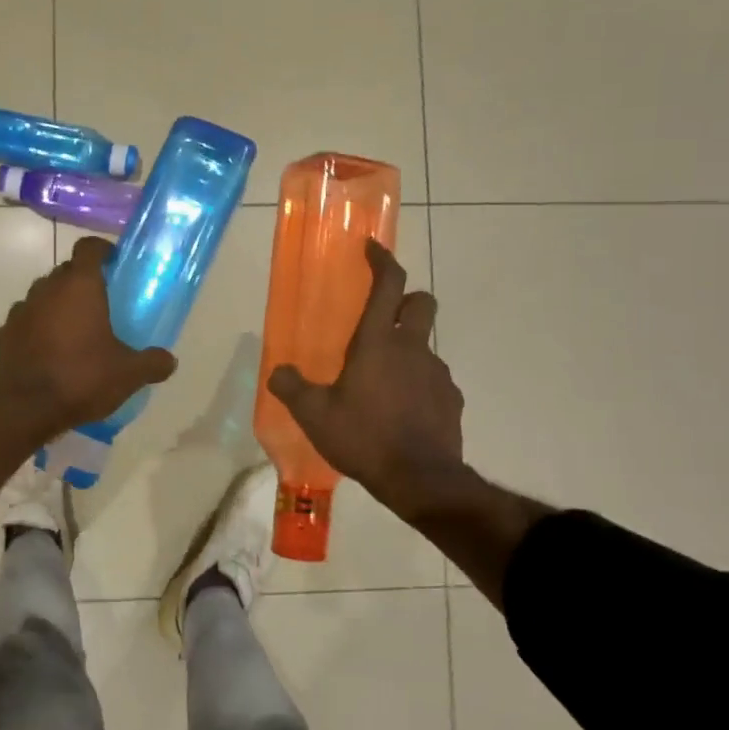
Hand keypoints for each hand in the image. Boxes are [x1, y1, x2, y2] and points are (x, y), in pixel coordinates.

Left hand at [0, 236, 176, 439]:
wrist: (22, 410)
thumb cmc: (81, 379)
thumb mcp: (127, 375)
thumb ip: (152, 363)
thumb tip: (169, 360)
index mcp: (79, 287)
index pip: (88, 248)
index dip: (102, 250)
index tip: (113, 262)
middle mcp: (45, 290)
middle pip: (65, 272)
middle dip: (81, 282)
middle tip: (100, 305)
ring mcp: (19, 312)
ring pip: (41, 297)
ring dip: (56, 307)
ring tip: (72, 334)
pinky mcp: (1, 336)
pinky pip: (23, 324)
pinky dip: (35, 331)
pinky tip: (46, 355)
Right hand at [267, 240, 474, 524]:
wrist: (421, 480)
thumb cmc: (364, 438)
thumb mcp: (314, 416)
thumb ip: (291, 389)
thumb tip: (277, 372)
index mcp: (378, 342)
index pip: (388, 285)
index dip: (382, 261)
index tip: (373, 249)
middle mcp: (412, 348)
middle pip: (421, 302)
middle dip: (405, 299)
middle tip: (382, 319)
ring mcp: (437, 374)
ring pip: (425, 346)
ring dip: (407, 351)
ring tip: (383, 384)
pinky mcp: (451, 400)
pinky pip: (433, 380)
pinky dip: (418, 385)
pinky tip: (402, 412)